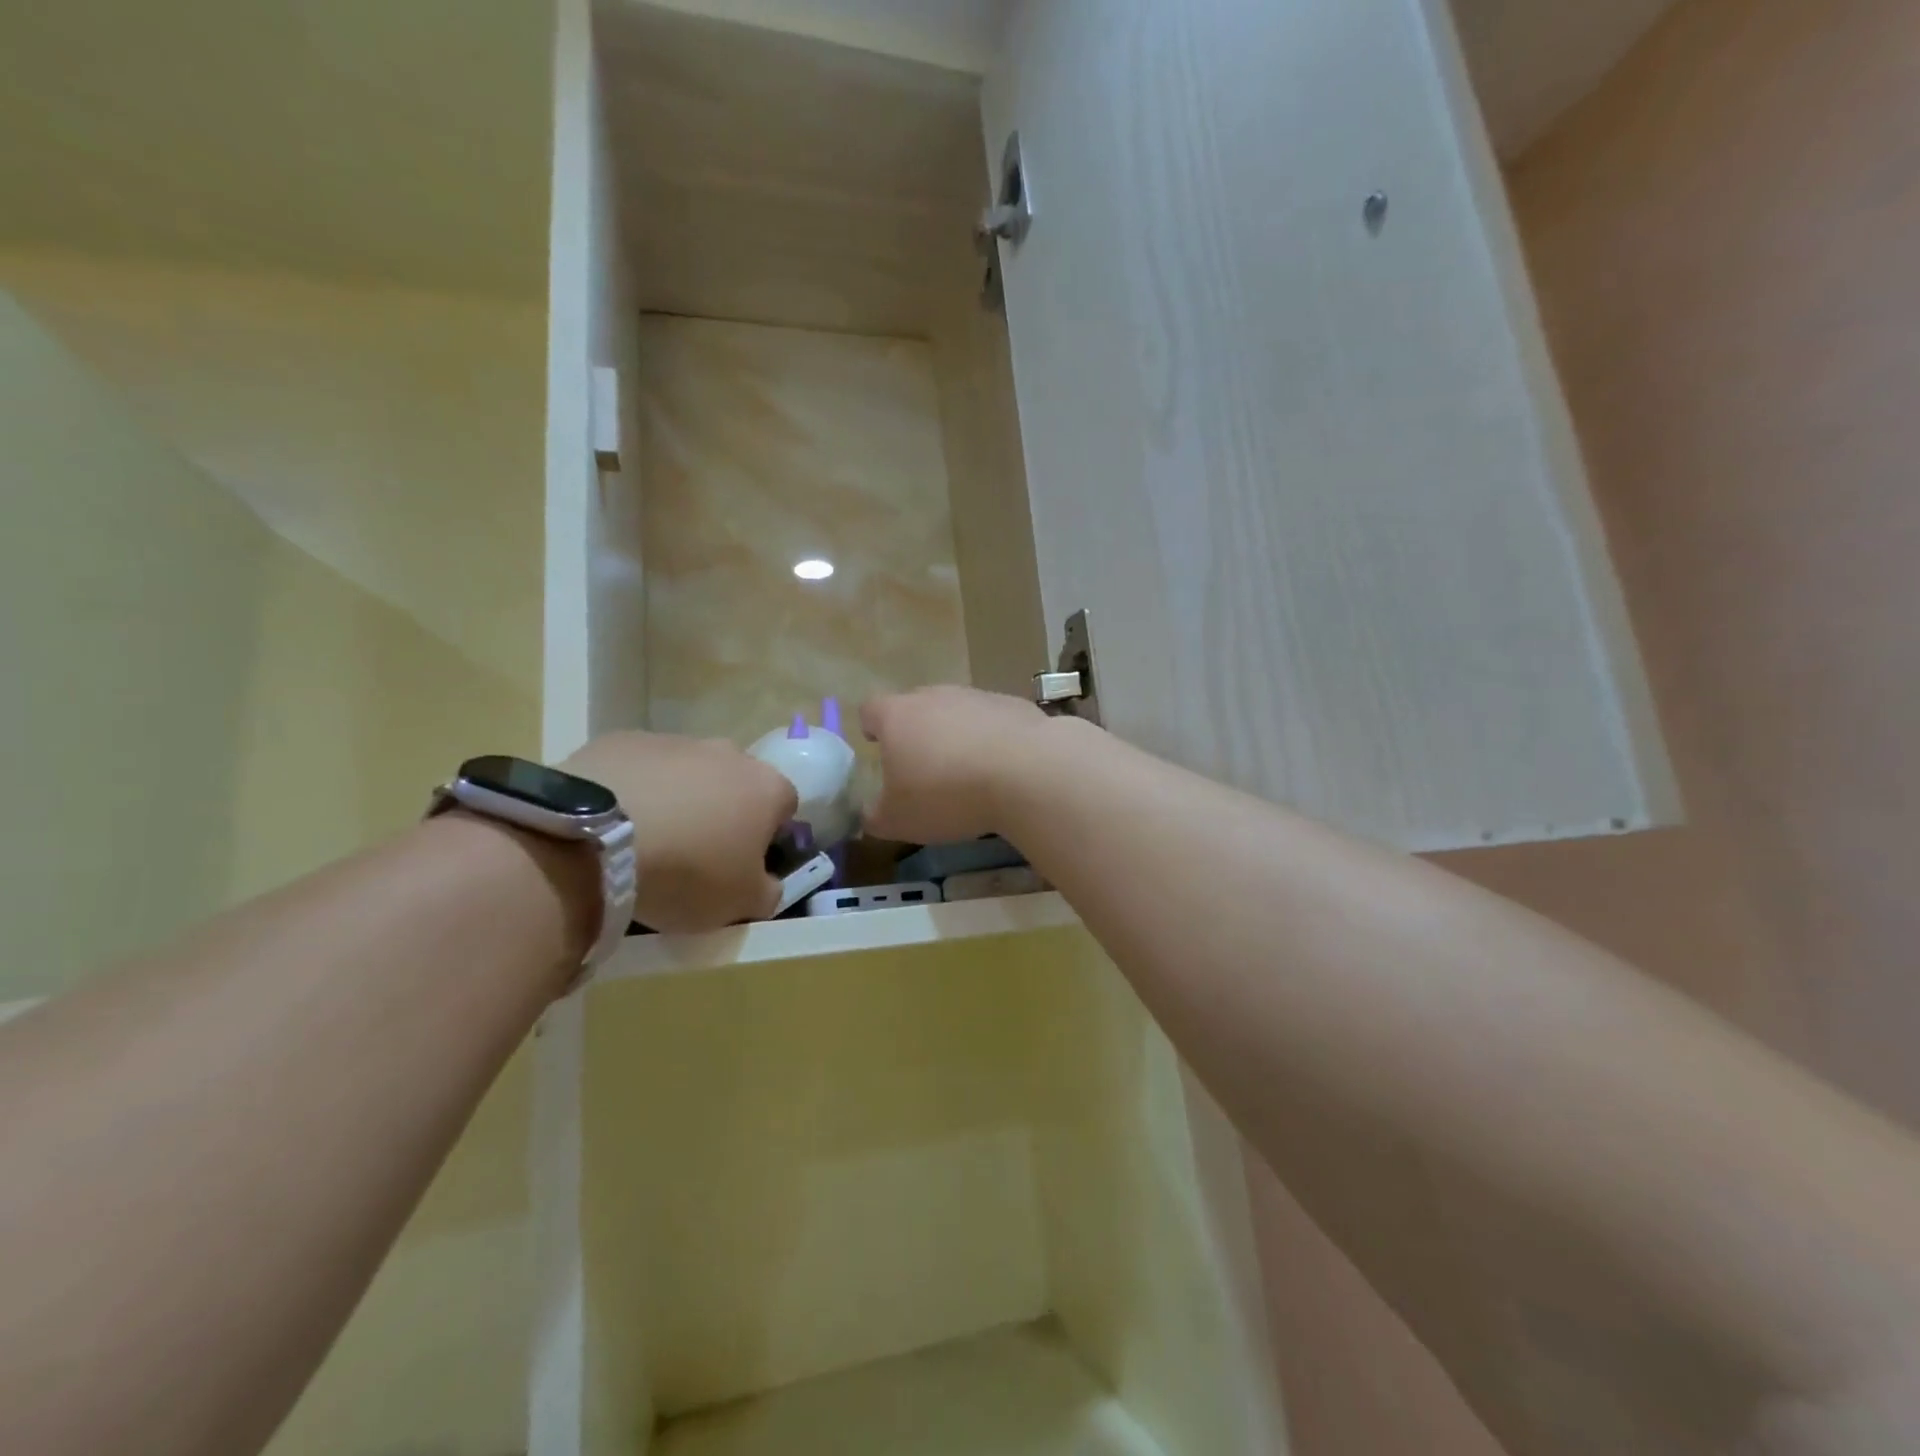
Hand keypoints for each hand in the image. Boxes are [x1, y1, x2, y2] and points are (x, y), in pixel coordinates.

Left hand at [562, 732, 797, 932]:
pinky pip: (641, 768)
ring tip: (648, 839)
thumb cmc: (687, 872)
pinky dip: (636, 790)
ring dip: (678, 798)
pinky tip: (613, 822)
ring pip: (688, 772)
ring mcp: (676, 741)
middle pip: (736, 782)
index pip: (785, 806)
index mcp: (767, 788)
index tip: (743, 862)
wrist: (596, 840)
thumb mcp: (740, 903)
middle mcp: (729, 754)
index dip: (768, 835)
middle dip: (722, 810)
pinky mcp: (625, 740)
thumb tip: (767, 883)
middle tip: (695, 852)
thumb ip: (767, 891)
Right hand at [860, 686, 1056, 844]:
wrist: (1026, 772)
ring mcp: (977, 696)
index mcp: (897, 716)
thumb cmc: (947, 795)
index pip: (871, 709)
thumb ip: (876, 816)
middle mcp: (934, 696)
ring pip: (957, 711)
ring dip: (957, 735)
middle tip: (922, 765)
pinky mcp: (1014, 705)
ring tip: (966, 771)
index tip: (877, 745)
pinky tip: (1003, 768)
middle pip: (916, 706)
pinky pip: (993, 720)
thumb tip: (869, 814)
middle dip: (916, 731)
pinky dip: (992, 739)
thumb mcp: (899, 821)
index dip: (871, 727)